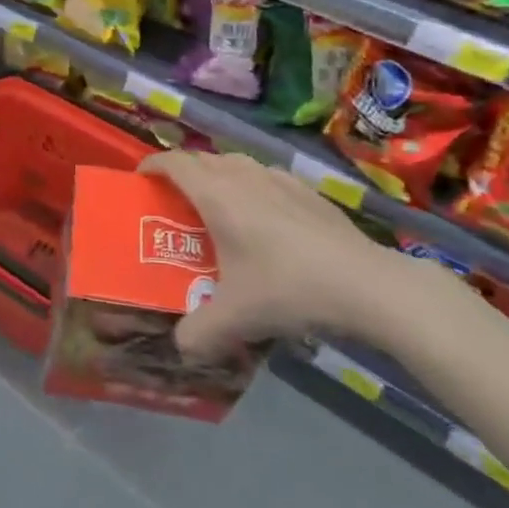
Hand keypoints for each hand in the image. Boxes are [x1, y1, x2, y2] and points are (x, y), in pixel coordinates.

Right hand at [140, 152, 413, 358]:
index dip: (153, 164)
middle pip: (204, 159)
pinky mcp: (309, 192)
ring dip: (219, 175)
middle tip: (176, 201)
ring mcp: (280, 180)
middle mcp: (244, 177)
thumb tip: (181, 348)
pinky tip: (267, 219)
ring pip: (237, 163)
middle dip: (184, 172)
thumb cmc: (288, 288)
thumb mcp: (235, 319)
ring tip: (218, 206)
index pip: (174, 163)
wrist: (367, 285)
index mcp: (217, 195)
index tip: (141, 179)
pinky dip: (254, 187)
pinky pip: (267, 177)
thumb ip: (198, 334)